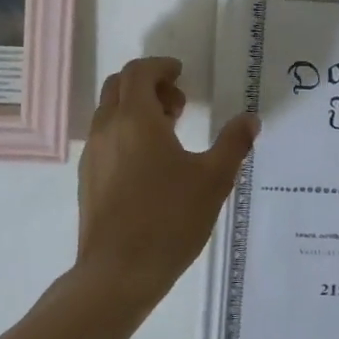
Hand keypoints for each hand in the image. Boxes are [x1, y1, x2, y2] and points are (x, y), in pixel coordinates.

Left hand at [75, 57, 258, 304]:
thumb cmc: (169, 219)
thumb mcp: (213, 179)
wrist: (118, 272)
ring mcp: (93, 154)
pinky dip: (125, 132)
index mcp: (136, 119)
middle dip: (149, 84)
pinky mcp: (87, 178)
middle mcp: (107, 128)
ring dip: (136, 109)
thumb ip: (233, 143)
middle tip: (179, 105)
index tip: (181, 74)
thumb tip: (250, 119)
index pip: (139, 72)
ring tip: (169, 134)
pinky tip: (149, 164)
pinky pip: (105, 138)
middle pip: (119, 86)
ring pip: (109, 112)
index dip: (161, 66)